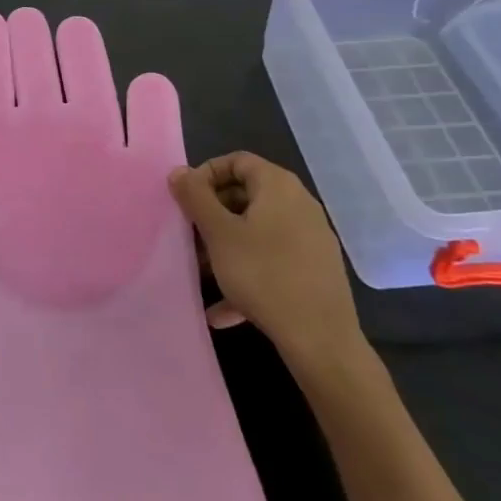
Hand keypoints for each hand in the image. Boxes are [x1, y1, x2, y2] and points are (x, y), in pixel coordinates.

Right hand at [168, 152, 367, 381]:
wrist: (320, 339)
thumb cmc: (263, 274)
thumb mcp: (219, 233)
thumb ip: (195, 197)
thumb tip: (179, 171)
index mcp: (278, 186)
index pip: (237, 160)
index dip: (206, 175)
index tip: (186, 201)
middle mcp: (299, 203)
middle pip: (246, 195)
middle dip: (213, 214)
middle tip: (190, 237)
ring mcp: (310, 238)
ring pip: (257, 231)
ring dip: (226, 246)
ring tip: (203, 272)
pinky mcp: (314, 269)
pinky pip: (272, 260)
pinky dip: (247, 273)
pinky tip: (223, 309)